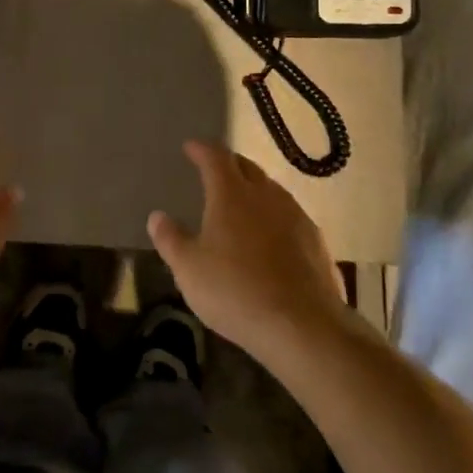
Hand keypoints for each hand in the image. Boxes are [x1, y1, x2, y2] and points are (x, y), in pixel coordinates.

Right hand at [148, 141, 347, 361]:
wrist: (302, 325)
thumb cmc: (235, 291)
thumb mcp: (188, 269)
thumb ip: (170, 239)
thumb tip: (157, 216)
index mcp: (231, 193)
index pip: (215, 157)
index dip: (201, 149)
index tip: (190, 147)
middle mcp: (265, 194)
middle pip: (247, 167)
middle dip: (229, 164)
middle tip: (215, 170)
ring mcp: (295, 215)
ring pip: (271, 190)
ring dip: (254, 189)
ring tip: (242, 201)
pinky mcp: (316, 240)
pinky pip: (290, 215)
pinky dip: (274, 216)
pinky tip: (271, 235)